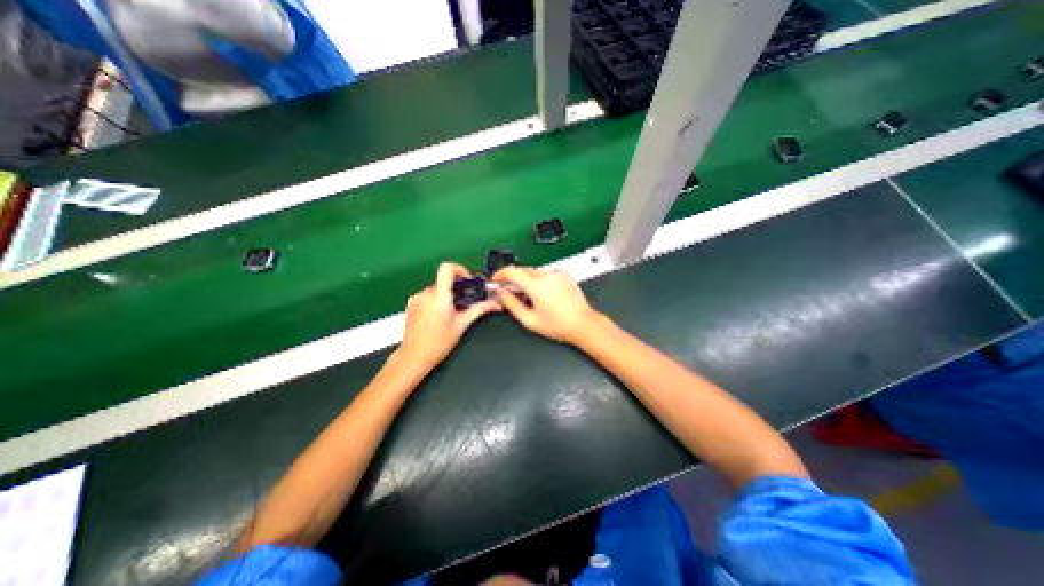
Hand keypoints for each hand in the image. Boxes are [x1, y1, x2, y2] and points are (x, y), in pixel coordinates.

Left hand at [395, 263, 501, 372]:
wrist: (414, 357)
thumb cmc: (439, 344)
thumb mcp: (462, 325)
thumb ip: (479, 310)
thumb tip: (495, 304)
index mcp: (440, 298)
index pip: (447, 268)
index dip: (459, 269)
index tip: (467, 280)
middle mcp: (426, 294)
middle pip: (444, 281)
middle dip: (455, 289)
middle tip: (461, 304)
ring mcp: (416, 298)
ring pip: (436, 289)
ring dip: (444, 296)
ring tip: (448, 314)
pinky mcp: (411, 304)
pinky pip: (426, 295)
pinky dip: (434, 301)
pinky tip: (436, 317)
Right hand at [492, 268, 599, 346]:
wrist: (583, 323)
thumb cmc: (559, 325)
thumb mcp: (530, 320)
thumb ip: (511, 304)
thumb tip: (501, 293)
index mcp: (538, 287)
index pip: (512, 272)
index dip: (500, 275)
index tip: (495, 280)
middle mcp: (548, 276)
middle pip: (522, 270)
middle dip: (512, 278)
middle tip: (507, 290)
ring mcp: (557, 273)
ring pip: (533, 271)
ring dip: (526, 279)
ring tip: (528, 296)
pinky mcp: (563, 274)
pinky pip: (544, 273)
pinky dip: (538, 279)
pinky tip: (542, 293)